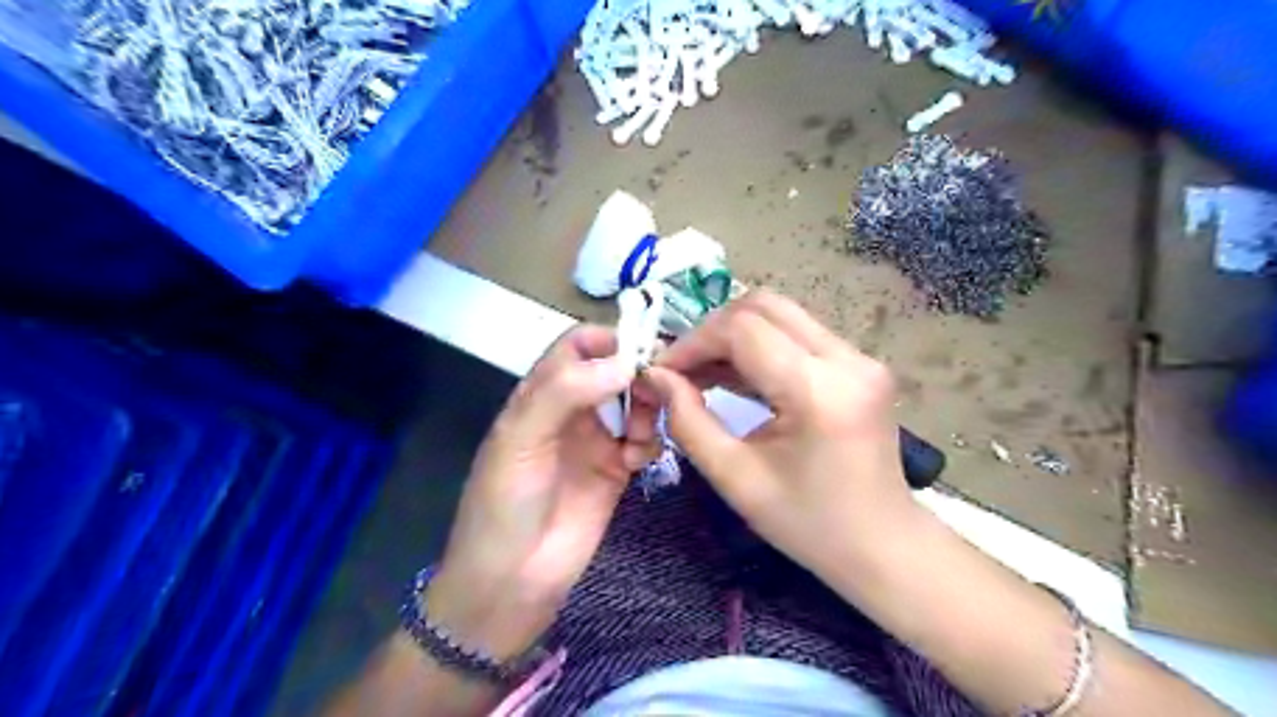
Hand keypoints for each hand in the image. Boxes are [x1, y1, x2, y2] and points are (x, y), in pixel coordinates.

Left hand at [422, 325, 658, 659]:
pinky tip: (636, 462)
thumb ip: (564, 392)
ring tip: (638, 436)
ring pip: (635, 402)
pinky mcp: (616, 471)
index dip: (609, 339)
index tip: (642, 350)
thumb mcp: (520, 441)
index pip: (578, 346)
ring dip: (647, 409)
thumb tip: (625, 362)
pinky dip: (649, 441)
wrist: (510, 582)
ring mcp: (596, 441)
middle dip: (638, 374)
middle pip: (614, 371)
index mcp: (540, 394)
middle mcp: (571, 410)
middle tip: (658, 390)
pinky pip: (644, 440)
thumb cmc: (504, 505)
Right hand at [649, 291, 916, 577]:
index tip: (663, 372)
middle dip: (712, 330)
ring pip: (781, 314)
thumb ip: (687, 421)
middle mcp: (846, 360)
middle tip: (684, 368)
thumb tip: (656, 375)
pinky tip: (737, 376)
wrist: (882, 545)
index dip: (693, 342)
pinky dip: (760, 346)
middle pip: (763, 305)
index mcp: (818, 391)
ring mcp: (859, 358)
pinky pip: (798, 333)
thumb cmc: (807, 524)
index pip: (742, 330)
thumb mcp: (735, 478)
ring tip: (704, 373)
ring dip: (735, 335)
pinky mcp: (860, 364)